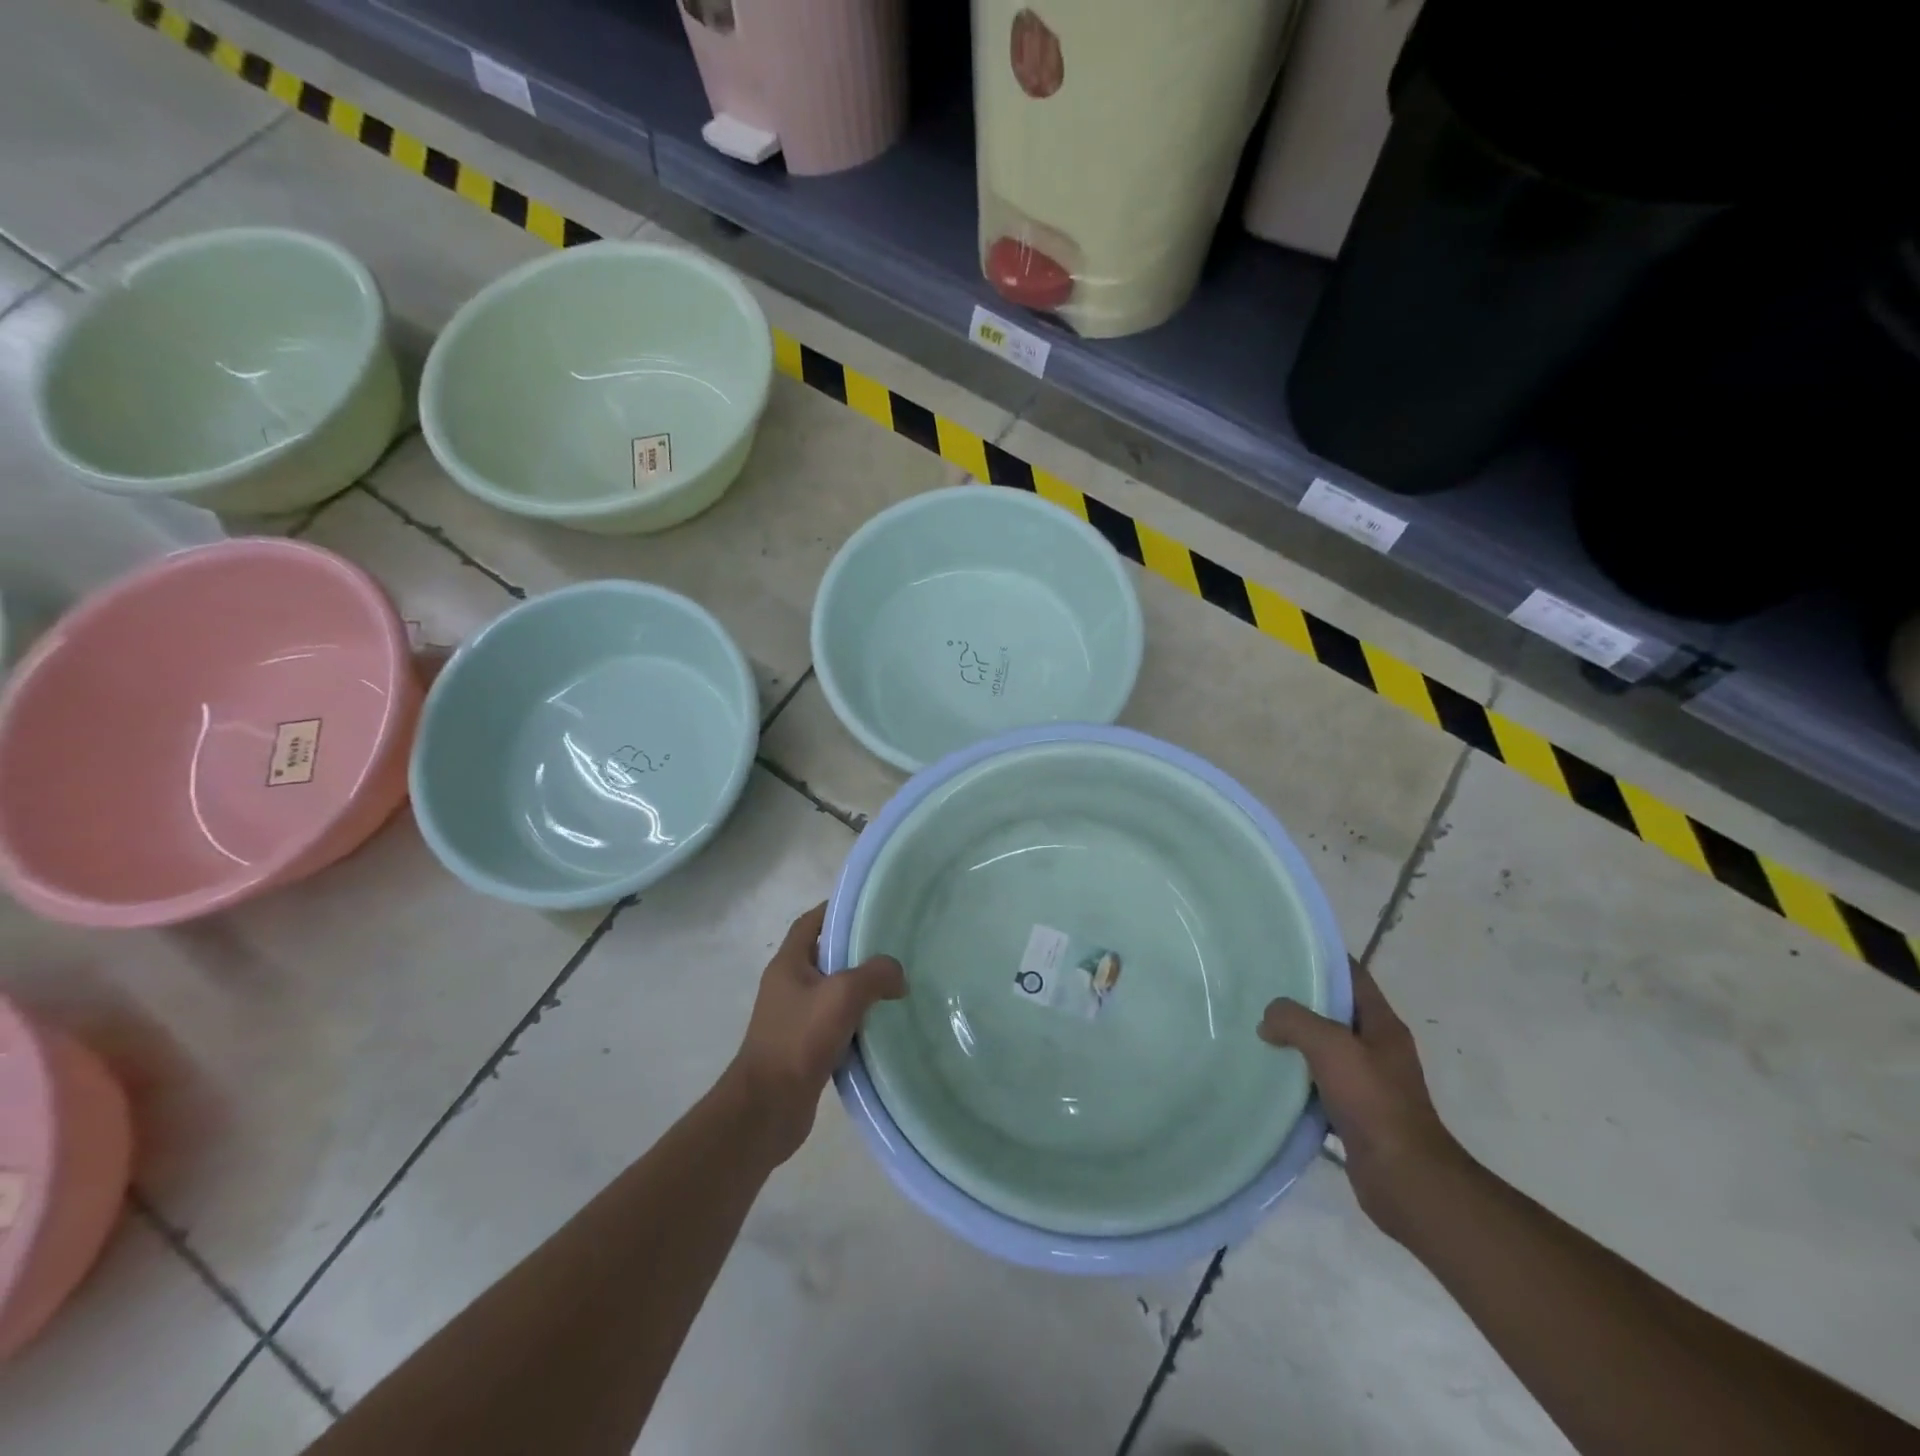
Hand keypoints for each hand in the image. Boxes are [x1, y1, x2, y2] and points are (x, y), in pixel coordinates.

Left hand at [724, 903, 905, 1163]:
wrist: (766, 1109)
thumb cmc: (798, 1040)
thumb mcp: (843, 995)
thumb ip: (876, 974)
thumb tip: (897, 976)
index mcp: (788, 964)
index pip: (810, 923)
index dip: (835, 911)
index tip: (869, 909)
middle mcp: (787, 986)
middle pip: (824, 957)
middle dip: (856, 952)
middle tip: (893, 949)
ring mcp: (793, 1019)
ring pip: (832, 993)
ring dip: (859, 990)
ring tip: (894, 987)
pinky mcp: (802, 1049)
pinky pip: (834, 1024)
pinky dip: (856, 1022)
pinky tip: (881, 1027)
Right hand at [1259, 960, 1466, 1242]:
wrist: (1405, 1180)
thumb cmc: (1373, 1102)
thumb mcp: (1330, 1046)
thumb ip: (1294, 1020)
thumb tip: (1268, 1019)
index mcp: (1382, 1025)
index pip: (1353, 976)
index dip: (1324, 958)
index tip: (1286, 949)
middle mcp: (1378, 1049)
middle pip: (1336, 1011)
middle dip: (1301, 999)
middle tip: (1260, 989)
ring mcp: (1368, 1083)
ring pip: (1325, 1049)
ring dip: (1295, 1041)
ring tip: (1256, 1029)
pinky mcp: (1355, 1114)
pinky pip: (1320, 1084)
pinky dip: (1297, 1078)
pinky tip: (1269, 1077)